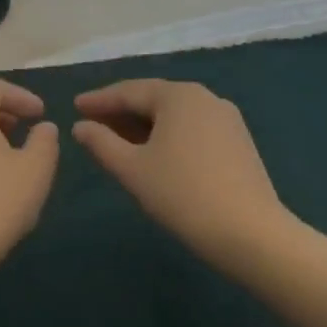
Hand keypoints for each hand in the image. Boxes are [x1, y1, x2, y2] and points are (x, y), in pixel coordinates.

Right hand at [72, 79, 294, 276]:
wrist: (252, 235)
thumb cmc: (183, 195)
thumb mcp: (132, 169)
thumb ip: (101, 143)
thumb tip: (80, 126)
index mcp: (178, 96)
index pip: (129, 91)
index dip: (99, 100)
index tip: (74, 106)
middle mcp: (204, 97)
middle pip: (153, 99)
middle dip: (121, 111)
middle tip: (92, 122)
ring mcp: (226, 119)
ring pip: (174, 115)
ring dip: (143, 124)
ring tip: (118, 140)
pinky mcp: (238, 142)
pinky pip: (192, 128)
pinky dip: (167, 135)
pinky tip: (154, 153)